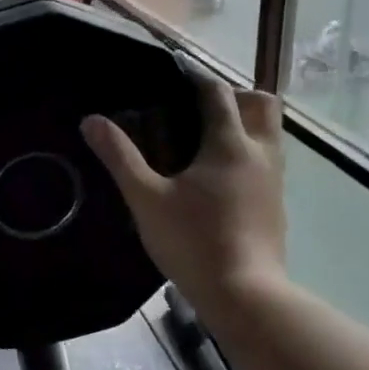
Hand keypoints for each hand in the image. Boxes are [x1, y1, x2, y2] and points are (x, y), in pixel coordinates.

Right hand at [81, 66, 286, 323]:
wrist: (245, 295)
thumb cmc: (192, 241)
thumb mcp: (145, 198)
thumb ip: (119, 156)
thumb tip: (91, 121)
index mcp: (230, 144)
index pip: (218, 92)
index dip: (195, 77)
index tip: (171, 74)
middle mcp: (261, 153)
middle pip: (261, 103)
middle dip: (233, 95)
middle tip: (196, 109)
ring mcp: (274, 181)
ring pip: (269, 133)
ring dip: (244, 124)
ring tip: (204, 140)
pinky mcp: (276, 205)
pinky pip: (268, 161)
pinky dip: (247, 152)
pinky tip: (217, 177)